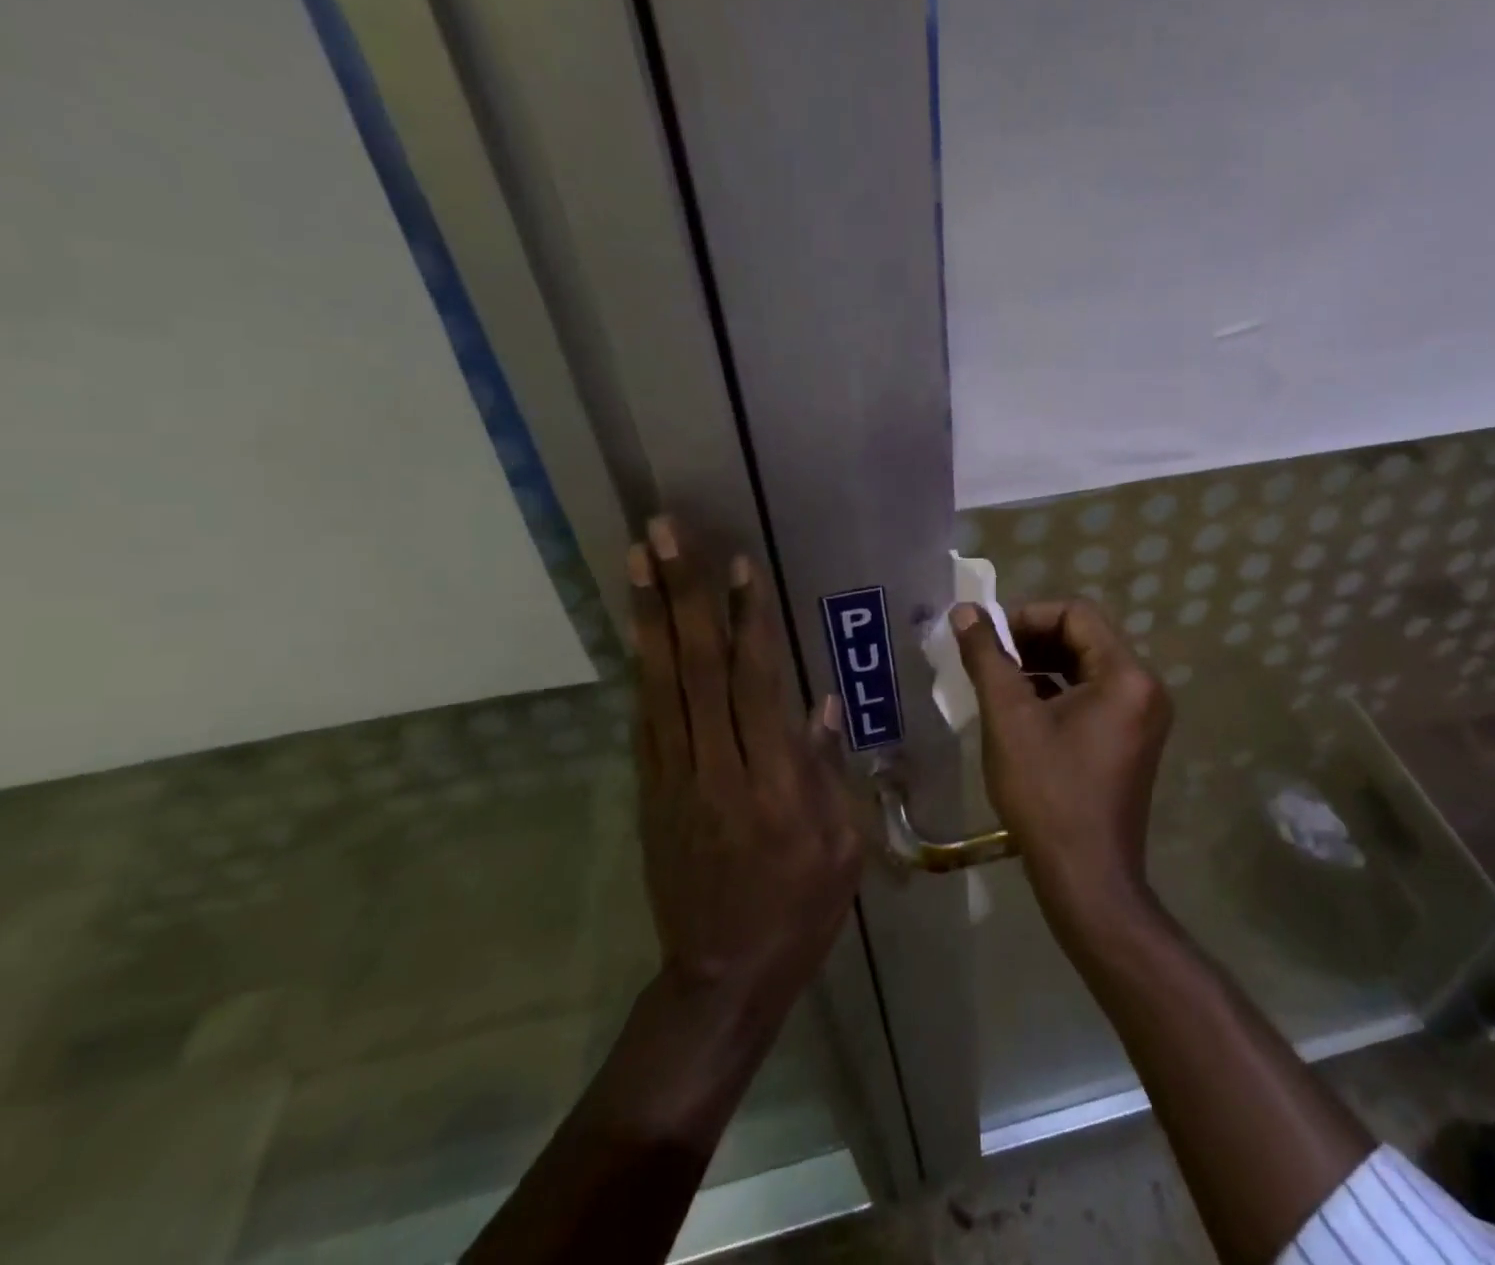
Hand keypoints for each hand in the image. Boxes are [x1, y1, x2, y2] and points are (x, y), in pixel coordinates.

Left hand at [629, 517, 861, 1014]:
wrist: (720, 977)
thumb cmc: (799, 910)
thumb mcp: (841, 847)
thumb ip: (828, 770)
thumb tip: (822, 704)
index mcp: (774, 784)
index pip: (756, 684)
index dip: (747, 620)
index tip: (738, 564)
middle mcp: (716, 770)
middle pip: (697, 668)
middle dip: (681, 595)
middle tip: (663, 534)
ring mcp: (674, 780)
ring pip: (660, 684)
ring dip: (648, 617)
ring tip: (635, 560)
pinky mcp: (650, 793)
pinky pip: (645, 719)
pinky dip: (641, 667)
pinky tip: (637, 628)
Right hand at [951, 598, 1171, 914]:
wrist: (1086, 879)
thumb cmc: (1047, 793)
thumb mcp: (1009, 718)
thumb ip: (987, 657)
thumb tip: (965, 612)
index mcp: (1126, 675)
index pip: (1076, 613)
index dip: (1027, 616)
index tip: (988, 636)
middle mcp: (1144, 688)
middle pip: (1084, 638)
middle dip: (1032, 640)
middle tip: (988, 657)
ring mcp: (1142, 716)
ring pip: (1086, 667)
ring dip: (1041, 666)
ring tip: (999, 681)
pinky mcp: (1131, 740)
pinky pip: (1093, 696)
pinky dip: (1057, 692)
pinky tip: (1022, 710)